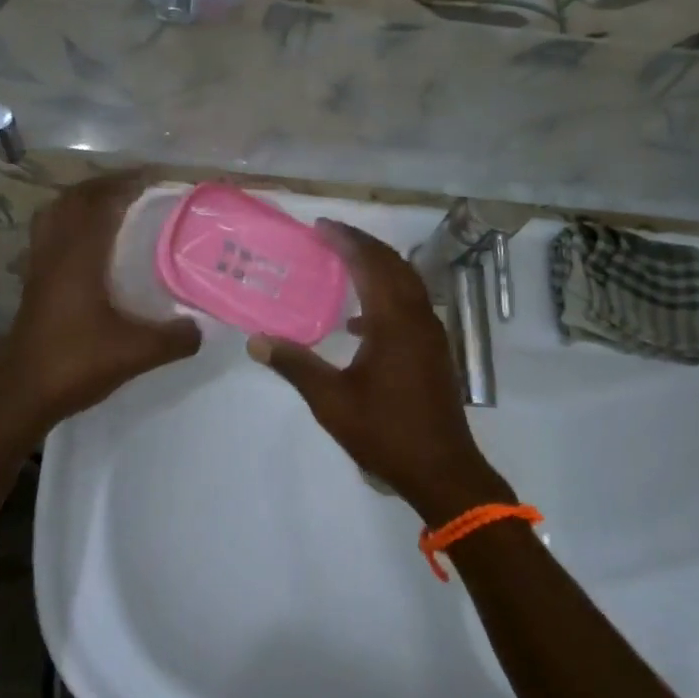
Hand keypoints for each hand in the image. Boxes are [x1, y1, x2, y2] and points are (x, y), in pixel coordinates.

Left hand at [0, 171, 200, 432]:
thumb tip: (203, 325)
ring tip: (113, 206)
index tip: (154, 178)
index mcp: (78, 257)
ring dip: (82, 202)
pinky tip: (92, 246)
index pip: (99, 202)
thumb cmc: (75, 364)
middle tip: (138, 188)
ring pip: (55, 216)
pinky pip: (50, 236)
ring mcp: (39, 268)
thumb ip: (176, 337)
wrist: (21, 397)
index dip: (125, 183)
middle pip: (72, 200)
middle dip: (104, 185)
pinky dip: (70, 225)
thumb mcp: (136, 353)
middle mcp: (55, 253)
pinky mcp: (34, 285)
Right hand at [247, 219, 512, 523]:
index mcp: (395, 321)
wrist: (442, 471)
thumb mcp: (331, 401)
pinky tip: (360, 323)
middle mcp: (418, 317)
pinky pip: (411, 305)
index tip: (320, 226)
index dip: (345, 240)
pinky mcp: (435, 350)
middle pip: (392, 265)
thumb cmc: (385, 432)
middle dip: (362, 245)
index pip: (370, 263)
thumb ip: (295, 365)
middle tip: (329, 236)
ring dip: (377, 267)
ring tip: (344, 265)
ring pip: (406, 283)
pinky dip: (387, 297)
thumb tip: (256, 341)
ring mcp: (431, 334)